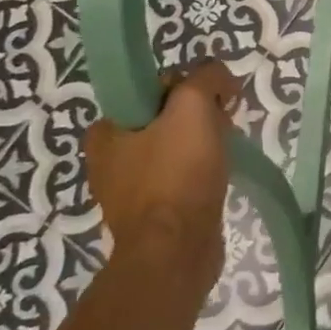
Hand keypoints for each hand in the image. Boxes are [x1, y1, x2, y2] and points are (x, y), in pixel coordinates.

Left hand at [84, 61, 238, 268]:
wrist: (176, 251)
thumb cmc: (178, 174)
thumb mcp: (193, 106)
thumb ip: (206, 77)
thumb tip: (221, 78)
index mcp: (106, 130)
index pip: (155, 87)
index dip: (191, 88)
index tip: (215, 102)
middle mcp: (110, 158)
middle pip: (168, 116)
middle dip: (201, 116)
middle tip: (223, 127)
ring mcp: (130, 189)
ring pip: (177, 146)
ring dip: (204, 143)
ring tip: (224, 154)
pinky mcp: (152, 212)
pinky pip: (181, 176)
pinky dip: (201, 171)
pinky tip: (217, 177)